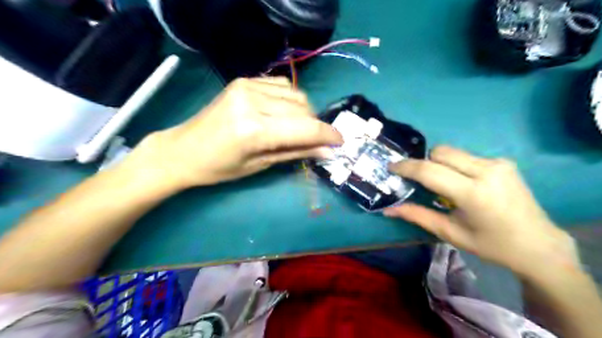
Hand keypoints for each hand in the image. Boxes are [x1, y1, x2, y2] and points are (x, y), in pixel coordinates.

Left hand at [125, 78, 342, 191]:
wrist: (183, 149)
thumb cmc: (219, 168)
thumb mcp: (260, 165)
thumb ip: (296, 153)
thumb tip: (327, 151)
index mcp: (254, 129)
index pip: (304, 128)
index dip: (327, 135)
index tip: (341, 142)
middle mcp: (253, 101)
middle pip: (304, 109)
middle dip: (316, 127)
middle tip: (316, 142)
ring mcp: (248, 86)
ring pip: (296, 95)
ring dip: (305, 113)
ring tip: (296, 129)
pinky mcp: (244, 80)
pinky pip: (282, 86)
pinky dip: (291, 100)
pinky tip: (283, 113)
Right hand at [386, 145, 577, 276]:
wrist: (540, 245)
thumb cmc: (491, 245)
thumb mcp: (450, 233)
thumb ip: (418, 216)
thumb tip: (388, 210)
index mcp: (473, 193)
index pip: (430, 171)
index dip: (406, 167)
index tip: (391, 166)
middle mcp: (487, 171)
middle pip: (440, 152)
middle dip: (424, 163)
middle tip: (419, 180)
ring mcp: (498, 163)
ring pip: (453, 151)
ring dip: (439, 163)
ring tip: (442, 184)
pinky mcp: (503, 162)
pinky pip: (466, 156)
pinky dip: (455, 166)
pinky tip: (462, 183)